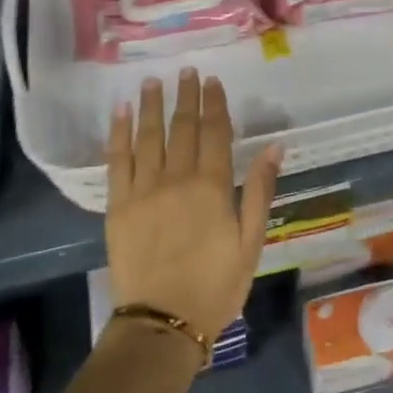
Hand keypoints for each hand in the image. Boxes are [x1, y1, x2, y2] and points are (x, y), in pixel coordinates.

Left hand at [106, 69, 281, 342]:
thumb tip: (275, 146)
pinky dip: (118, 134)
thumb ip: (259, 190)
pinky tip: (120, 113)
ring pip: (148, 137)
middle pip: (181, 128)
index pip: (214, 133)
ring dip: (151, 106)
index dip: (214, 104)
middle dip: (185, 97)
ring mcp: (143, 190)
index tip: (212, 81)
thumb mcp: (251, 242)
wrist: (163, 322)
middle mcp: (176, 179)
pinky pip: (117, 161)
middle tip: (186, 71)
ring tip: (153, 81)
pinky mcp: (118, 206)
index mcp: (212, 187)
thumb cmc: (216, 284)